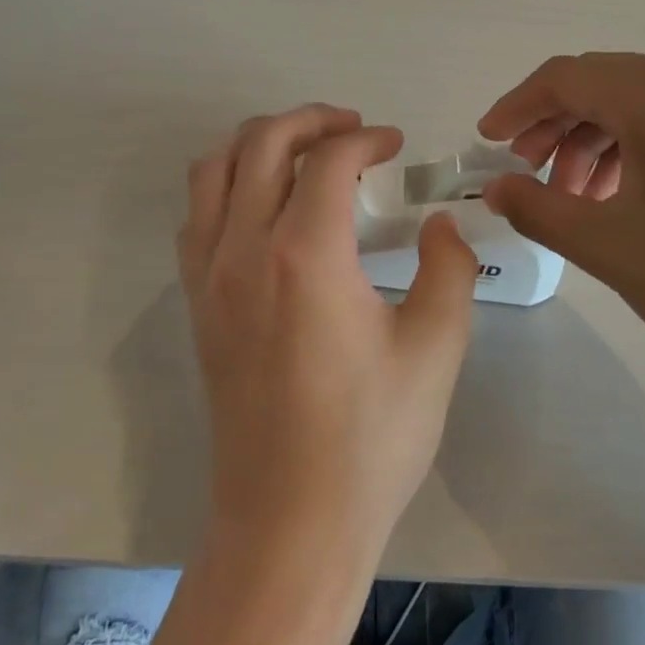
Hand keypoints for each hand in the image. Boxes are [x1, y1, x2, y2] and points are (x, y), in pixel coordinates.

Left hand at [178, 105, 477, 566]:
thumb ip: (447, 268)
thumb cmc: (369, 440)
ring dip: (260, 143)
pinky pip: (198, 215)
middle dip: (310, 121)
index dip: (366, 139)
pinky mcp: (197, 306)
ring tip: (305, 154)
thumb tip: (438, 224)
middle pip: (261, 143)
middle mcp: (243, 249)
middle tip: (353, 131)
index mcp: (305, 254)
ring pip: (215, 170)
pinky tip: (266, 208)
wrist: (289, 523)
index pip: (328, 159)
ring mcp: (209, 277)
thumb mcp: (435, 350)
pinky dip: (229, 185)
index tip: (396, 145)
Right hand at [478, 53, 644, 377]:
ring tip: (572, 195)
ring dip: (591, 140)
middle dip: (553, 125)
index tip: (487, 142)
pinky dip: (631, 147)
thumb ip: (535, 207)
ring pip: (636, 103)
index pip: (567, 77)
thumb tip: (496, 187)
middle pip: (602, 84)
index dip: (517, 106)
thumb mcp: (604, 244)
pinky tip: (619, 194)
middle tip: (525, 171)